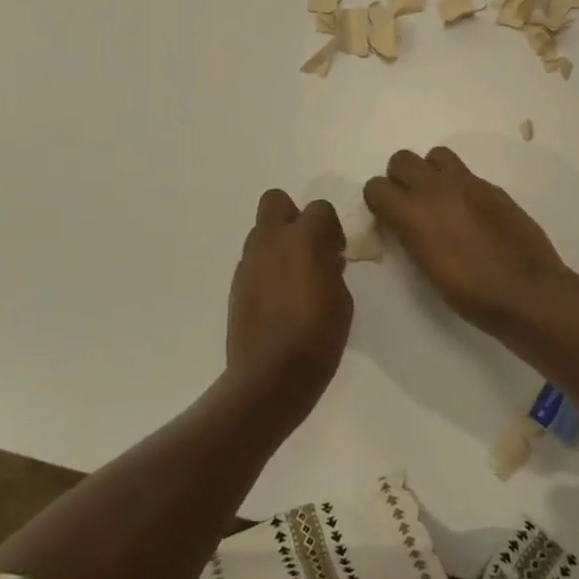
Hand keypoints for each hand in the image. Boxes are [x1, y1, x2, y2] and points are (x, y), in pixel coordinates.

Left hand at [226, 190, 353, 424]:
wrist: (269, 377)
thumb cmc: (317, 338)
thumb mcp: (342, 301)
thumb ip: (333, 270)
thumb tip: (326, 259)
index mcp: (302, 240)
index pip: (319, 208)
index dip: (331, 226)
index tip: (337, 252)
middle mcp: (270, 242)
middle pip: (276, 201)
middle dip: (294, 216)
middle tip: (309, 247)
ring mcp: (248, 263)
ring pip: (261, 231)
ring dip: (278, 243)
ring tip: (294, 277)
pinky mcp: (236, 285)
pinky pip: (253, 261)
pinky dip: (266, 268)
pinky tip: (278, 298)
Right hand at [363, 147, 571, 336]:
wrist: (526, 291)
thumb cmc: (471, 293)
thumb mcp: (426, 268)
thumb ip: (410, 235)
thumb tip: (404, 223)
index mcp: (413, 214)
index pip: (376, 187)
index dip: (378, 201)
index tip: (387, 216)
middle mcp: (436, 189)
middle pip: (401, 159)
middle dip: (400, 177)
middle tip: (411, 202)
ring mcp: (467, 183)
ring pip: (435, 155)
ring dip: (431, 171)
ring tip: (440, 198)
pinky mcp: (492, 187)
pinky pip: (466, 173)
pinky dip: (460, 185)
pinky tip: (471, 212)